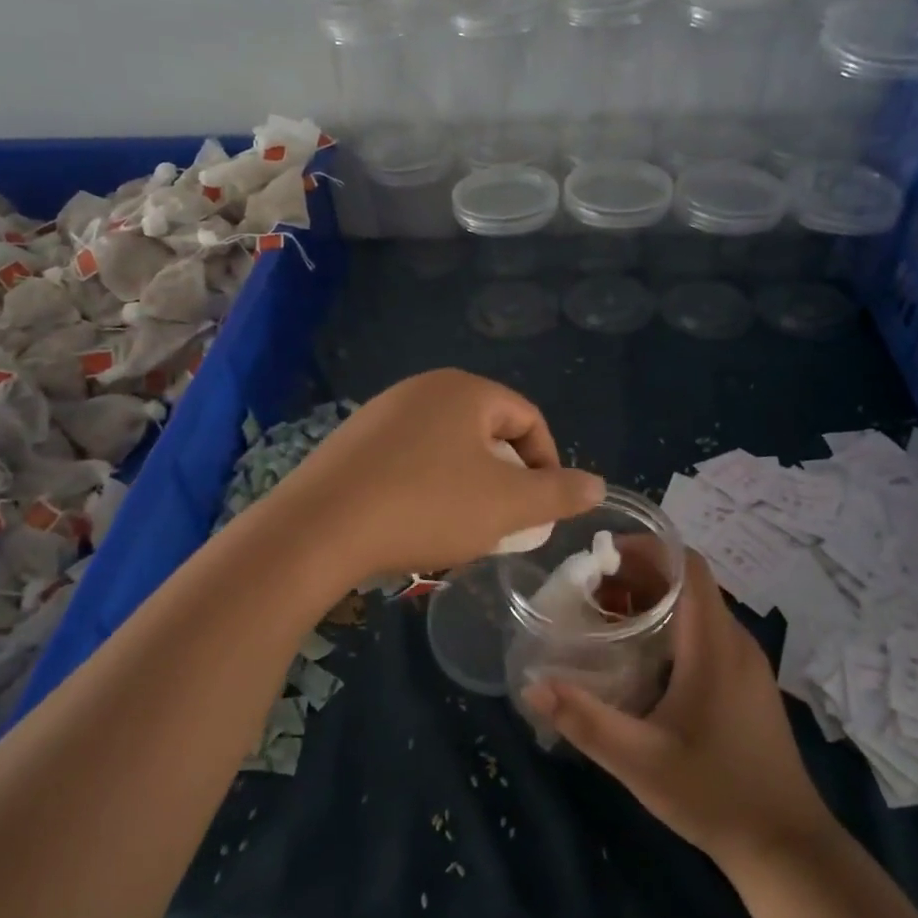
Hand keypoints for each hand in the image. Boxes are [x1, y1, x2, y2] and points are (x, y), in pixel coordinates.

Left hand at [266, 370, 603, 579]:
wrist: (320, 528)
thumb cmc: (427, 506)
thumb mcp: (508, 505)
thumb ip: (560, 493)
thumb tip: (597, 485)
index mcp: (464, 390)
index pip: (527, 418)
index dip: (546, 463)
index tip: (543, 508)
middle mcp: (422, 388)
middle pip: (486, 432)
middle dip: (504, 478)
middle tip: (504, 522)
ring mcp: (381, 412)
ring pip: (446, 448)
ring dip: (466, 486)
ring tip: (462, 529)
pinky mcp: (351, 442)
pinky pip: (408, 459)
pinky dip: (426, 487)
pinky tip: (416, 523)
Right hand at [523, 550, 835, 869]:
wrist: (787, 847)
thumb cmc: (714, 793)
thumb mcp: (639, 761)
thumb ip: (584, 719)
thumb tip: (532, 686)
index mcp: (714, 644)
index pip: (688, 566)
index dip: (647, 549)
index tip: (602, 555)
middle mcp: (735, 642)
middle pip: (689, 583)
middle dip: (639, 575)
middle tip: (591, 589)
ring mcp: (746, 663)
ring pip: (698, 608)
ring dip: (654, 600)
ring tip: (607, 616)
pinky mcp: (748, 684)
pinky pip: (707, 633)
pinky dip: (672, 625)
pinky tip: (641, 656)